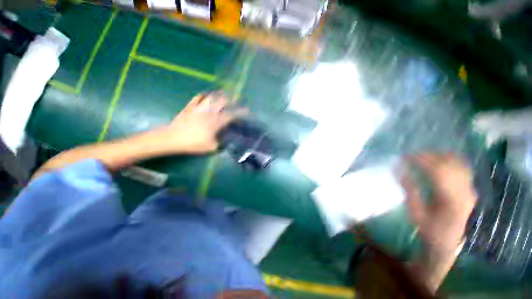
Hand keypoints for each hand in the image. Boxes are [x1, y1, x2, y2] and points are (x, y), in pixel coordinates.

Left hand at [162, 92, 247, 153]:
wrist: (172, 138)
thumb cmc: (192, 143)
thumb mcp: (211, 148)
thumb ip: (221, 143)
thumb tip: (227, 140)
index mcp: (215, 122)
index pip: (231, 115)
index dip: (240, 112)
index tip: (246, 110)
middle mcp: (209, 112)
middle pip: (222, 101)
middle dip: (231, 100)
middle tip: (235, 102)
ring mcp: (199, 108)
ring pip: (211, 97)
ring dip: (219, 95)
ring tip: (224, 95)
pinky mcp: (190, 107)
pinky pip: (198, 97)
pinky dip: (204, 95)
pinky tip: (207, 95)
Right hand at [401, 153, 476, 253]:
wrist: (448, 242)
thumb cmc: (429, 229)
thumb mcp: (415, 212)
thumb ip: (409, 190)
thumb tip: (399, 170)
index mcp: (451, 201)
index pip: (438, 173)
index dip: (421, 161)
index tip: (405, 156)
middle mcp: (464, 192)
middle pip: (449, 165)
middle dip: (429, 156)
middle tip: (411, 154)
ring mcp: (470, 190)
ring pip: (458, 164)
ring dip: (439, 156)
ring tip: (422, 155)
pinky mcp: (470, 189)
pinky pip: (463, 168)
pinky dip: (451, 160)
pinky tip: (440, 158)